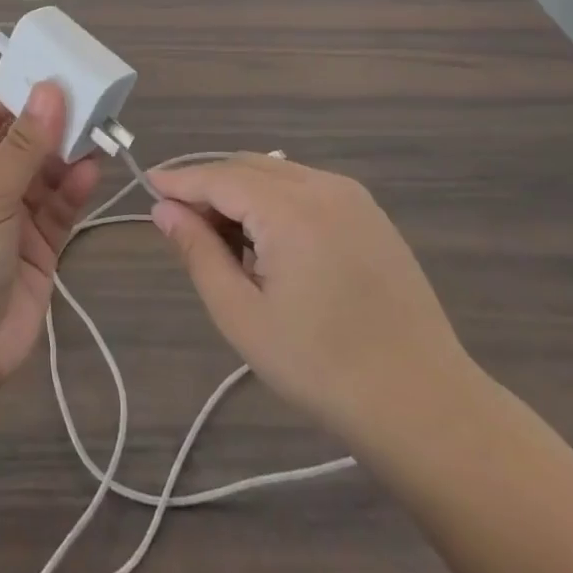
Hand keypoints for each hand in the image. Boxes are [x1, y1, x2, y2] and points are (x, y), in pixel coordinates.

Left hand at [0, 83, 101, 403]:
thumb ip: (24, 146)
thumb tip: (50, 88)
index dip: (20, 90)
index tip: (59, 69)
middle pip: (24, 140)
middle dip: (54, 120)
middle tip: (93, 96)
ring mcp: (13, 216)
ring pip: (47, 172)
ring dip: (69, 153)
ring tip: (100, 129)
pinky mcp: (40, 246)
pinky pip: (60, 207)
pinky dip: (75, 188)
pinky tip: (92, 170)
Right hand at [149, 156, 475, 453]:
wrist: (424, 404)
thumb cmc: (322, 366)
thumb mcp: (243, 316)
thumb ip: (199, 253)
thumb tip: (163, 210)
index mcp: (290, 209)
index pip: (219, 177)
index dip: (180, 180)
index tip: (148, 184)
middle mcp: (323, 186)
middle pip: (248, 167)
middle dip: (210, 186)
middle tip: (183, 224)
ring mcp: (353, 197)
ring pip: (277, 174)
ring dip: (242, 192)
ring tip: (226, 242)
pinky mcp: (371, 214)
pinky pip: (306, 188)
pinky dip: (275, 200)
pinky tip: (271, 244)